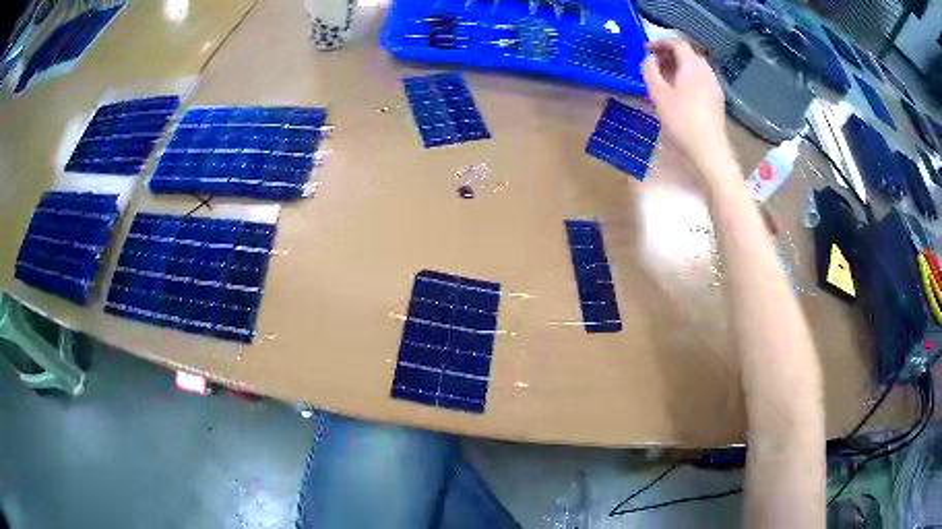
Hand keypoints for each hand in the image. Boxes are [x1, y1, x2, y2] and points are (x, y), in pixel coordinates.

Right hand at [643, 40, 731, 170]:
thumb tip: (648, 58)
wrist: (709, 151)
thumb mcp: (658, 94)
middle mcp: (706, 71)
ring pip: (694, 68)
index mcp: (692, 65)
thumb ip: (650, 71)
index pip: (677, 43)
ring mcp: (714, 86)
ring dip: (678, 68)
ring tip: (663, 79)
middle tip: (653, 65)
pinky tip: (678, 93)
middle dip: (668, 55)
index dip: (659, 43)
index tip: (645, 50)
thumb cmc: (682, 120)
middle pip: (687, 54)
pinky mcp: (716, 100)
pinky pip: (699, 80)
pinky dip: (686, 79)